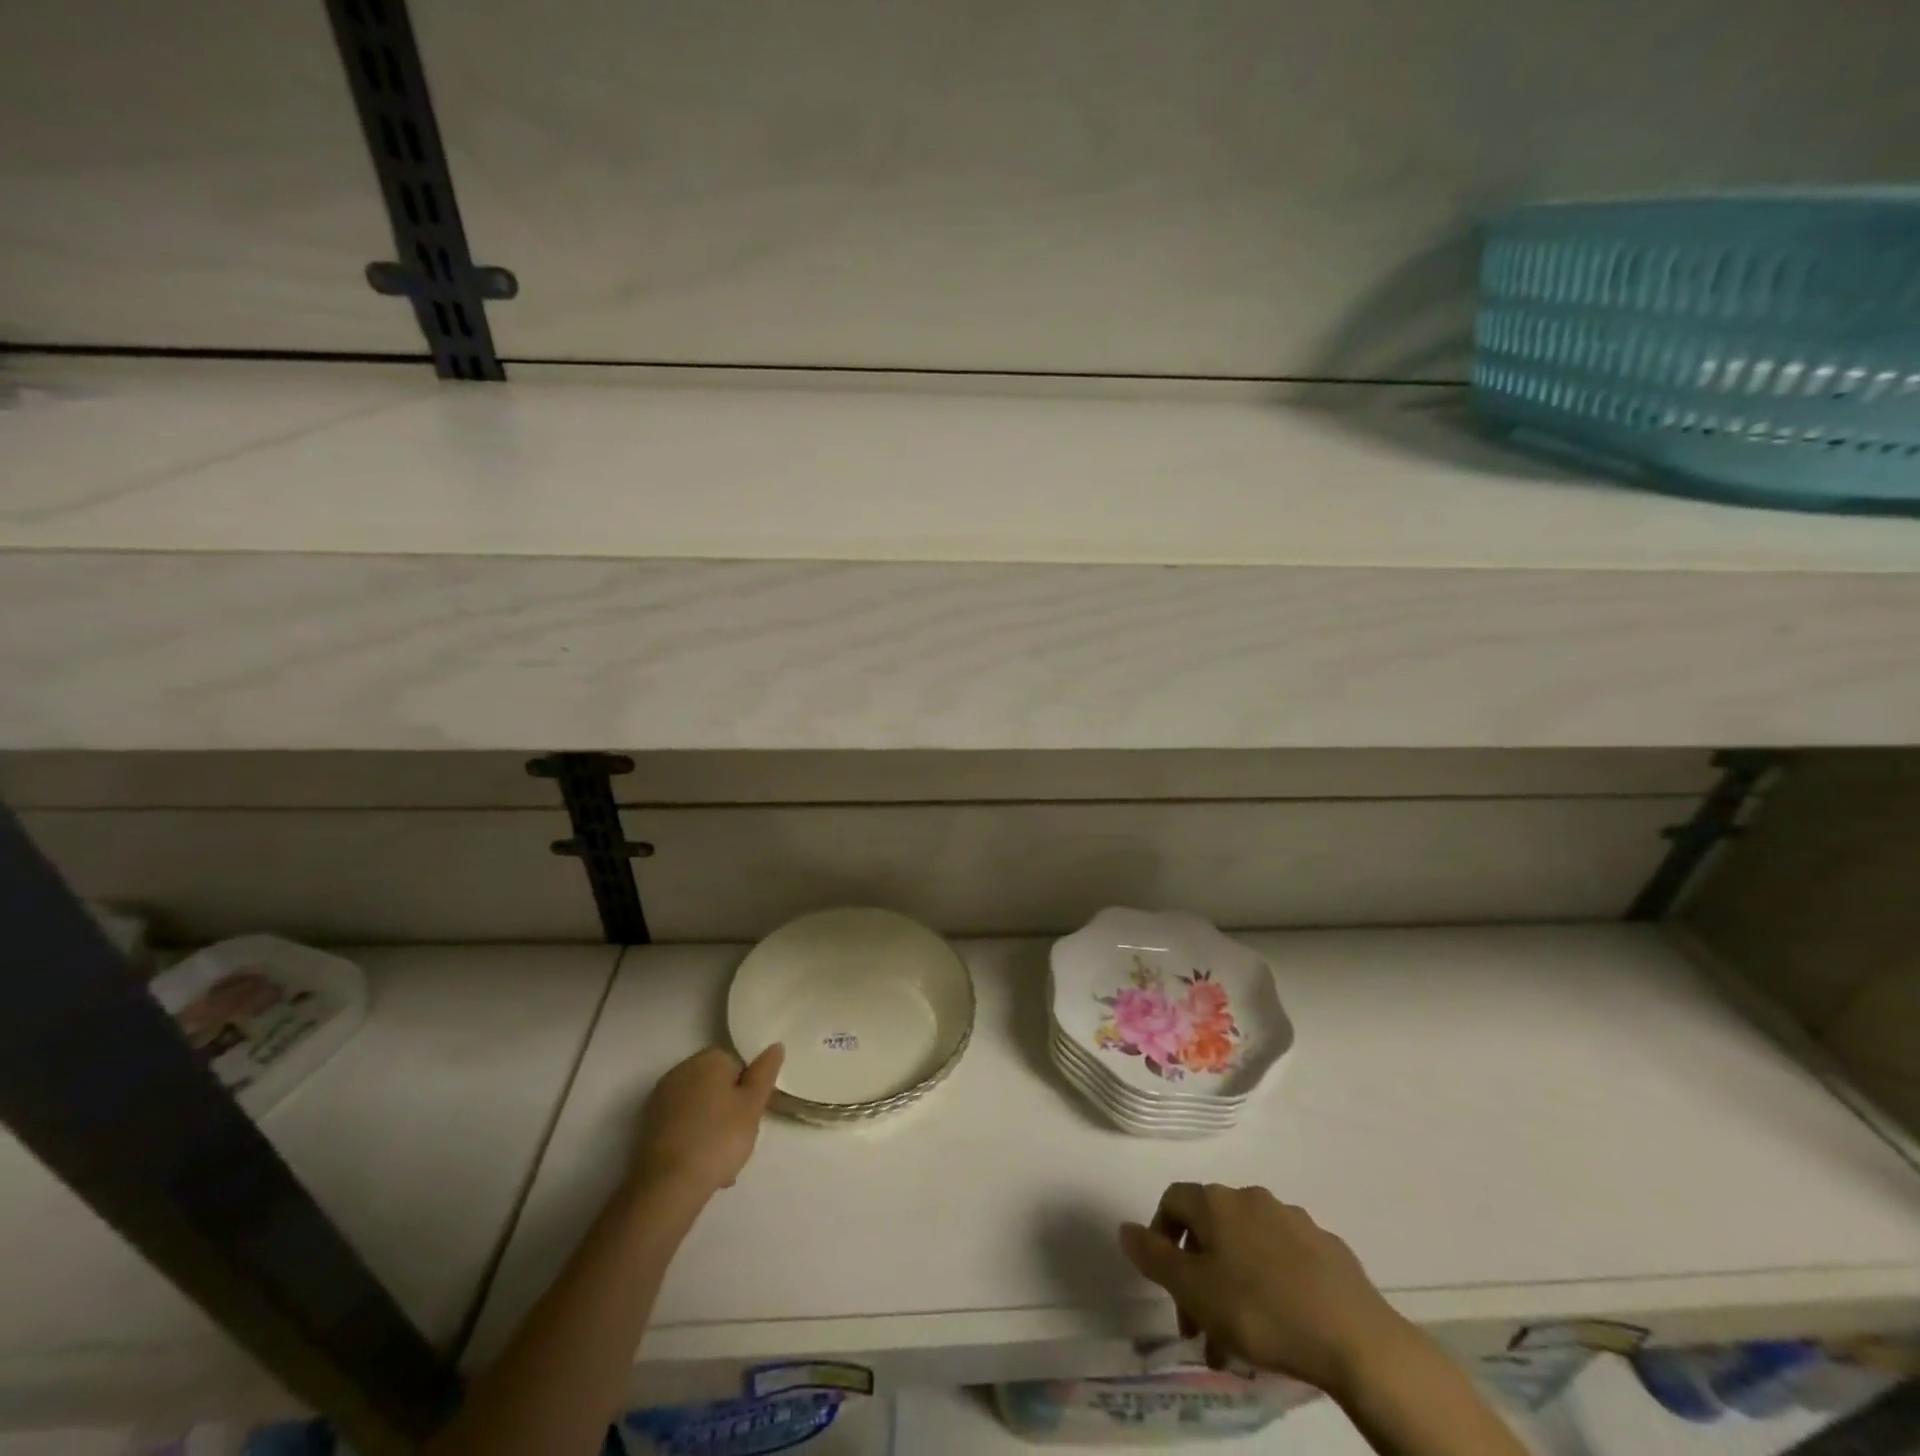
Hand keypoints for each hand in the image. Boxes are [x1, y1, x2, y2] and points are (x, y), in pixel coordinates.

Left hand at [633, 1045, 783, 1195]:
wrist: (668, 1185)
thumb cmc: (719, 1138)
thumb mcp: (753, 1104)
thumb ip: (765, 1072)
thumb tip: (775, 1045)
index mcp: (708, 1059)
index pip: (737, 1065)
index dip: (748, 1090)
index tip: (752, 1116)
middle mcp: (681, 1070)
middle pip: (716, 1086)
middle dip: (729, 1109)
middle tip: (741, 1139)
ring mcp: (661, 1098)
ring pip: (699, 1108)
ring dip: (712, 1127)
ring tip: (722, 1164)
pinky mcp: (648, 1126)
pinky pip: (681, 1126)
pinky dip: (692, 1140)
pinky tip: (701, 1167)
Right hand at [1120, 1184, 1415, 1398]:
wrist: (1355, 1337)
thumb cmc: (1261, 1311)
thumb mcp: (1194, 1290)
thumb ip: (1154, 1257)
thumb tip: (1125, 1227)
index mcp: (1217, 1202)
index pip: (1173, 1199)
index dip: (1160, 1233)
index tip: (1163, 1279)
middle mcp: (1251, 1197)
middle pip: (1211, 1227)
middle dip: (1198, 1273)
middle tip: (1198, 1326)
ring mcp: (1293, 1219)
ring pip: (1248, 1246)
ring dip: (1233, 1283)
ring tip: (1238, 1341)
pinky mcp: (1327, 1248)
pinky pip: (1284, 1258)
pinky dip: (1271, 1282)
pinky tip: (1281, 1323)